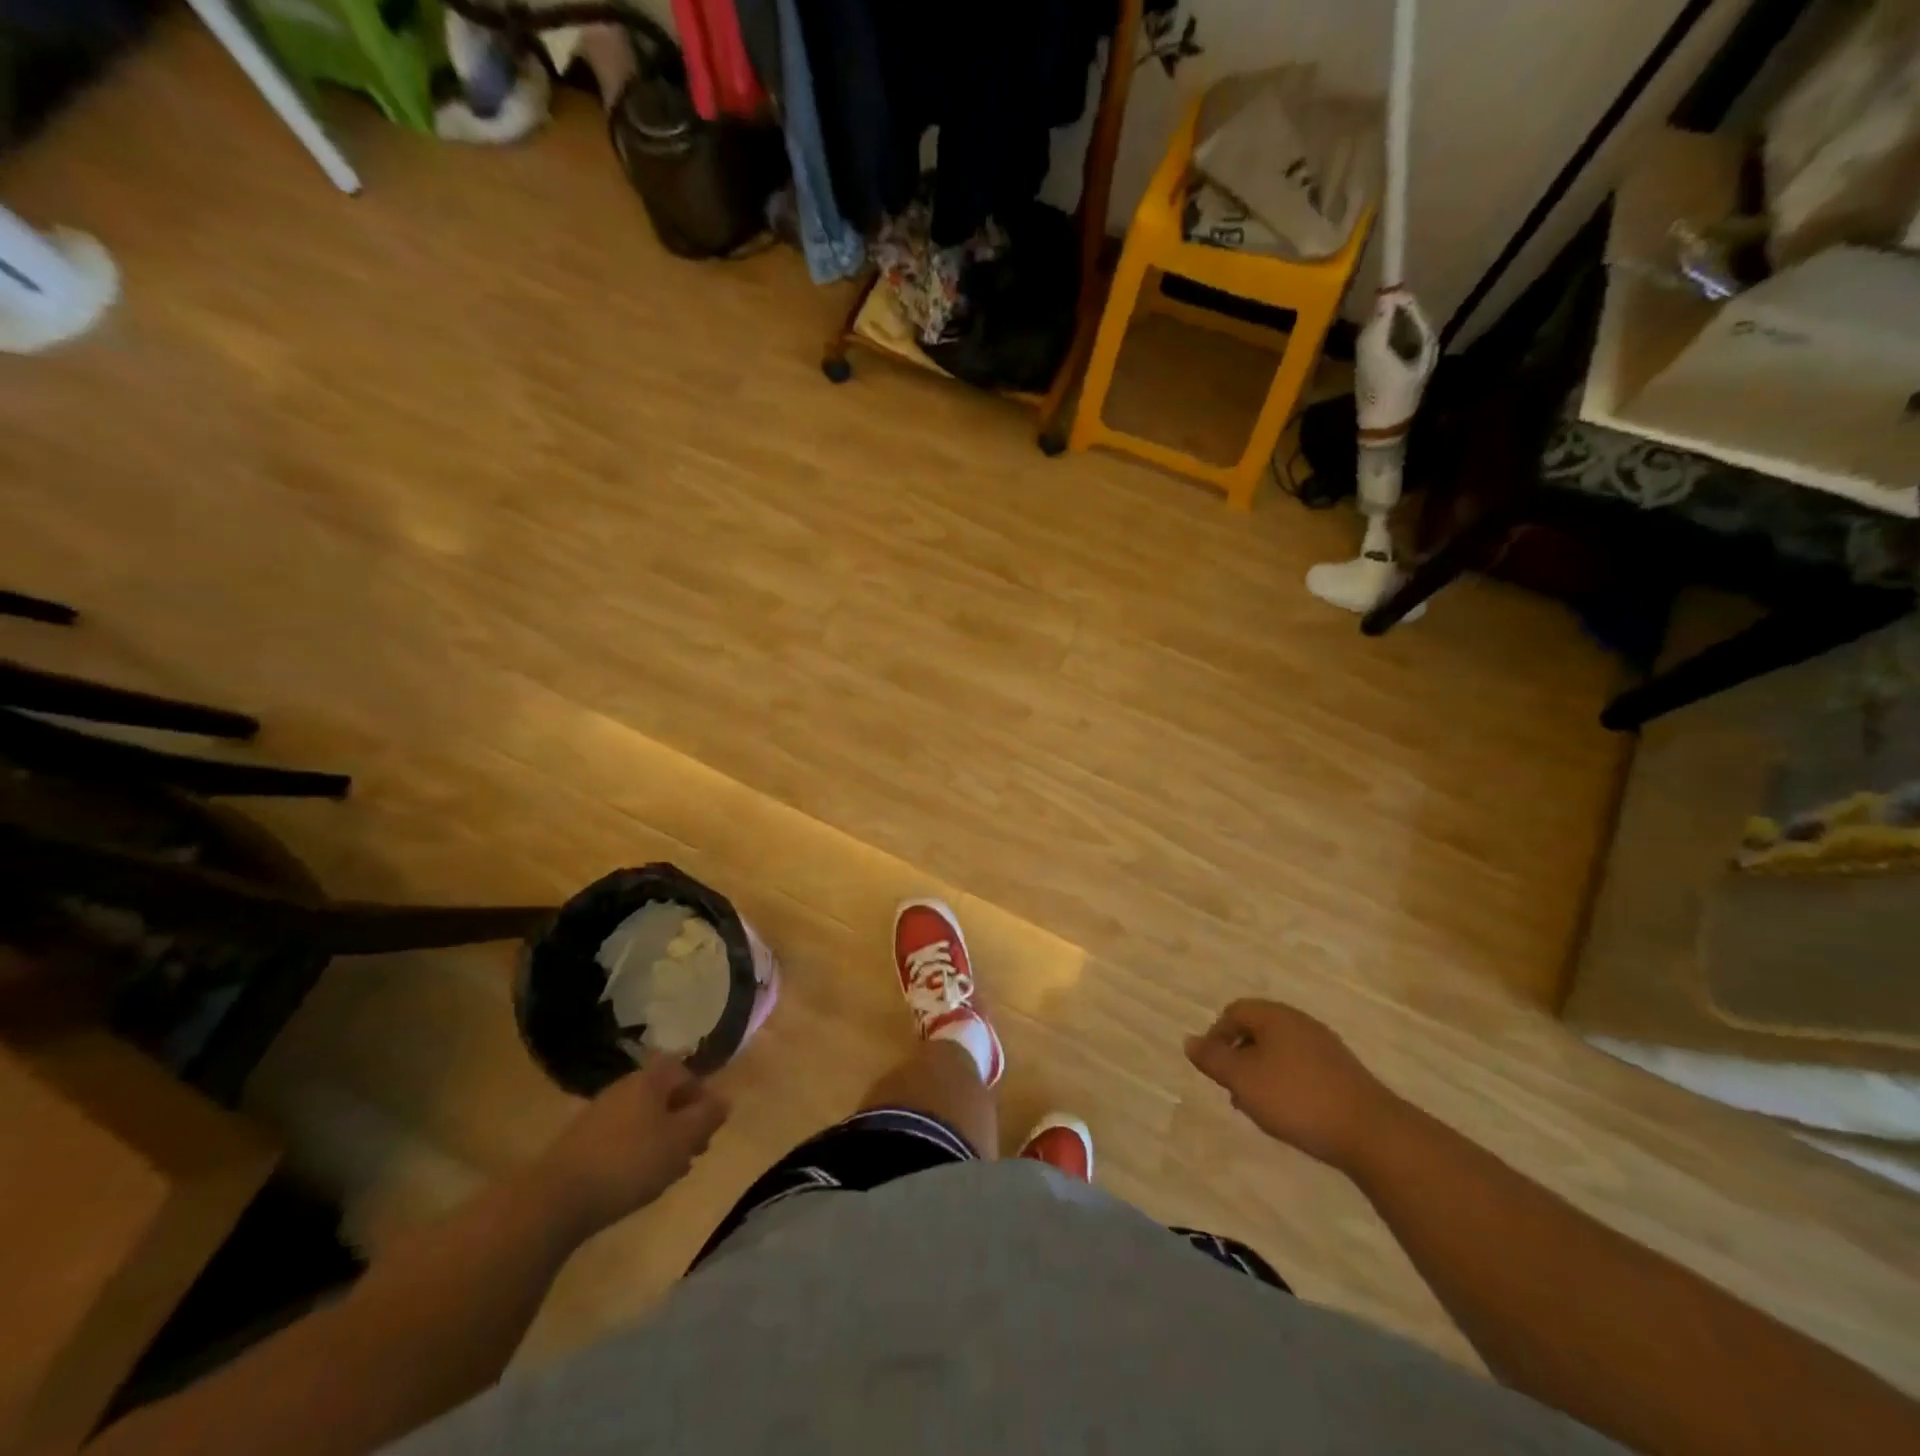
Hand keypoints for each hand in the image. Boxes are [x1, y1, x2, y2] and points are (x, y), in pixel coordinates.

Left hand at [534, 1059, 729, 1236]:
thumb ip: (707, 1117)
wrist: (555, 1199)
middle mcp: (624, 1087)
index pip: (683, 1069)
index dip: (700, 1092)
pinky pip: (621, 1137)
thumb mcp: (681, 1140)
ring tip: (670, 1171)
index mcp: (649, 1079)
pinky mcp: (580, 1142)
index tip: (708, 1124)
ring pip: (643, 1118)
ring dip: (661, 1138)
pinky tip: (638, 1180)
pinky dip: (637, 1152)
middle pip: (663, 1094)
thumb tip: (724, 1099)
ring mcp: (599, 1114)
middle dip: (683, 1119)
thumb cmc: (630, 1162)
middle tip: (694, 1151)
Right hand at [1185, 1000, 1400, 1171]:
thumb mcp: (1243, 1079)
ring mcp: (1324, 1047)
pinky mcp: (1341, 1072)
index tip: (1212, 1068)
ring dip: (1260, 1072)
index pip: (1234, 1011)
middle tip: (1232, 1088)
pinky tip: (1287, 1112)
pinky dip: (1285, 1083)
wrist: (1371, 1132)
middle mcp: (1300, 1023)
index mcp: (1275, 1016)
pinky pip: (1300, 1067)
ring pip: (1279, 1050)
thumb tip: (1189, 1041)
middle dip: (1238, 1056)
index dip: (1216, 1036)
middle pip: (1257, 1029)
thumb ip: (1213, 1059)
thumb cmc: (1297, 1098)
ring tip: (1256, 1105)